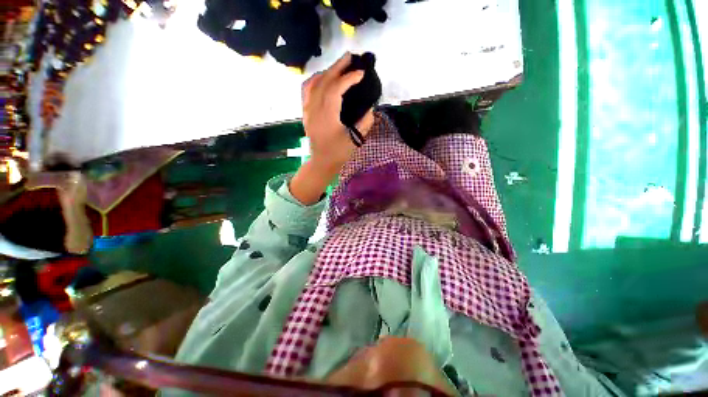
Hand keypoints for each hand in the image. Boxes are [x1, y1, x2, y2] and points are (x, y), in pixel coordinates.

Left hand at [301, 52, 374, 174]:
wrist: (321, 162)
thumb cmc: (338, 153)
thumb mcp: (354, 140)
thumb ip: (364, 123)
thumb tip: (371, 109)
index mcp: (327, 116)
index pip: (336, 89)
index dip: (349, 79)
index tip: (361, 73)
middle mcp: (314, 109)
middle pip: (324, 81)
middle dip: (338, 67)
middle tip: (350, 57)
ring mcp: (308, 110)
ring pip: (314, 83)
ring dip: (327, 71)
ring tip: (339, 65)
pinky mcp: (306, 112)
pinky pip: (307, 90)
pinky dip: (315, 79)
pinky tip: (322, 77)